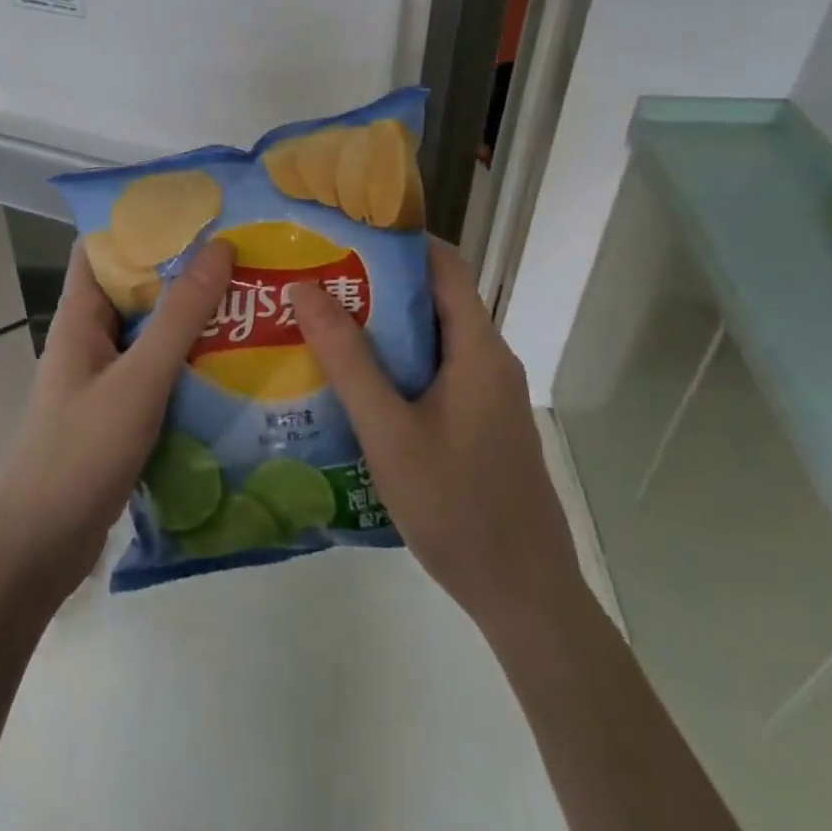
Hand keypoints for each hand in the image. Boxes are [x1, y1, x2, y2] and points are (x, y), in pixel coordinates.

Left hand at [0, 238, 235, 603]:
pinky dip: (190, 362)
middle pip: (137, 288)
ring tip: (250, 302)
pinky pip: (158, 372)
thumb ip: (180, 316)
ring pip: (152, 332)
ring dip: (193, 319)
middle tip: (243, 255)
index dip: (143, 223)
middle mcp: (91, 338)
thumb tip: (220, 247)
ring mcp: (104, 377)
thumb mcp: (139, 379)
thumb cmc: (81, 452)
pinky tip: (234, 365)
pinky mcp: (119, 413)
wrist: (39, 548)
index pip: (104, 247)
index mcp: (81, 316)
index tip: (197, 211)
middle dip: (184, 270)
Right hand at [289, 239, 576, 635]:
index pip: (443, 264)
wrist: (525, 597)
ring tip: (323, 322)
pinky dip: (398, 362)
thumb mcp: (388, 432)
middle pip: (434, 297)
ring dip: (384, 326)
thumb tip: (306, 288)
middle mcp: (489, 359)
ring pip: (433, 337)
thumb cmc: (456, 507)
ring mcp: (489, 393)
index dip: (398, 240)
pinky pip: (437, 371)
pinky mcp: (482, 421)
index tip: (344, 233)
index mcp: (477, 348)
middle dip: (377, 282)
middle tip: (317, 279)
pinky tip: (355, 382)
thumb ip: (348, 359)